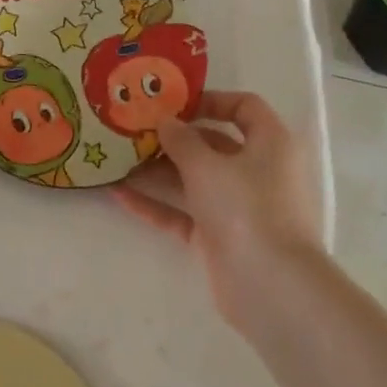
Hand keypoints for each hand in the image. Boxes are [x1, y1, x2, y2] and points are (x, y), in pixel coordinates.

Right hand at [111, 91, 325, 332]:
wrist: (270, 285)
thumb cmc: (247, 207)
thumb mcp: (208, 165)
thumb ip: (181, 140)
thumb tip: (165, 122)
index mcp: (270, 143)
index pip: (244, 107)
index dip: (210, 100)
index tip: (172, 104)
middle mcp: (256, 171)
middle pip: (212, 145)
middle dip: (172, 138)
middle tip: (131, 130)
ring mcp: (237, 207)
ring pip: (193, 180)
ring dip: (156, 170)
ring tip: (116, 159)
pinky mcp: (218, 237)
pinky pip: (182, 213)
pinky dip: (154, 204)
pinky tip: (118, 194)